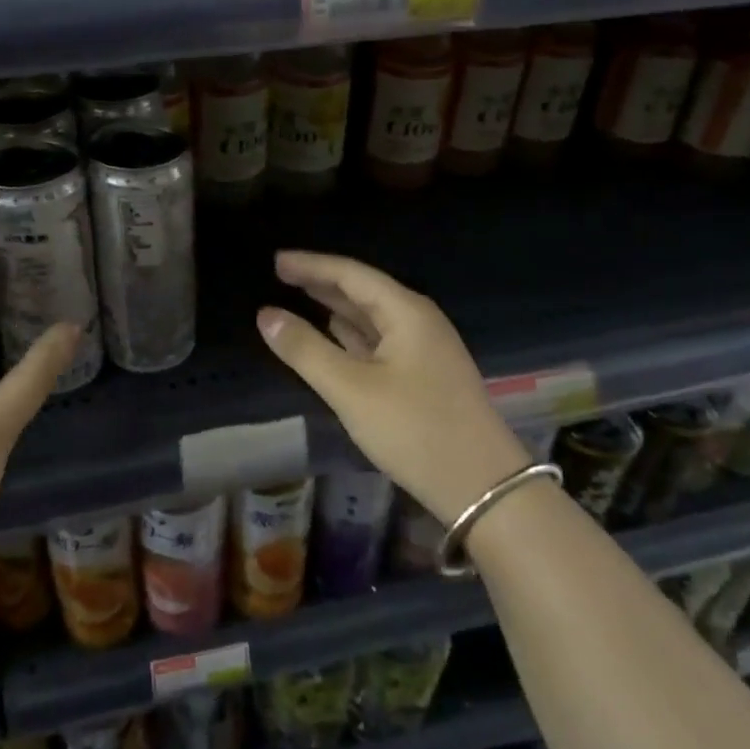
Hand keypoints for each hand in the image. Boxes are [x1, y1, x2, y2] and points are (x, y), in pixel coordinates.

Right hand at [257, 250, 528, 521]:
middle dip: (322, 282)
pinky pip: (379, 341)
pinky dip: (350, 334)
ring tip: (299, 297)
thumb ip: (306, 350)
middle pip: (363, 291)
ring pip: (371, 317)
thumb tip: (266, 314)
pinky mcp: (423, 376)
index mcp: (406, 312)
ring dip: (336, 307)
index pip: (351, 274)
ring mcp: (424, 349)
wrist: (483, 487)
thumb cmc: (415, 430)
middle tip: (280, 275)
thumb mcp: (351, 390)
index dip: (311, 265)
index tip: (275, 261)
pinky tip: (333, 334)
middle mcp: (417, 321)